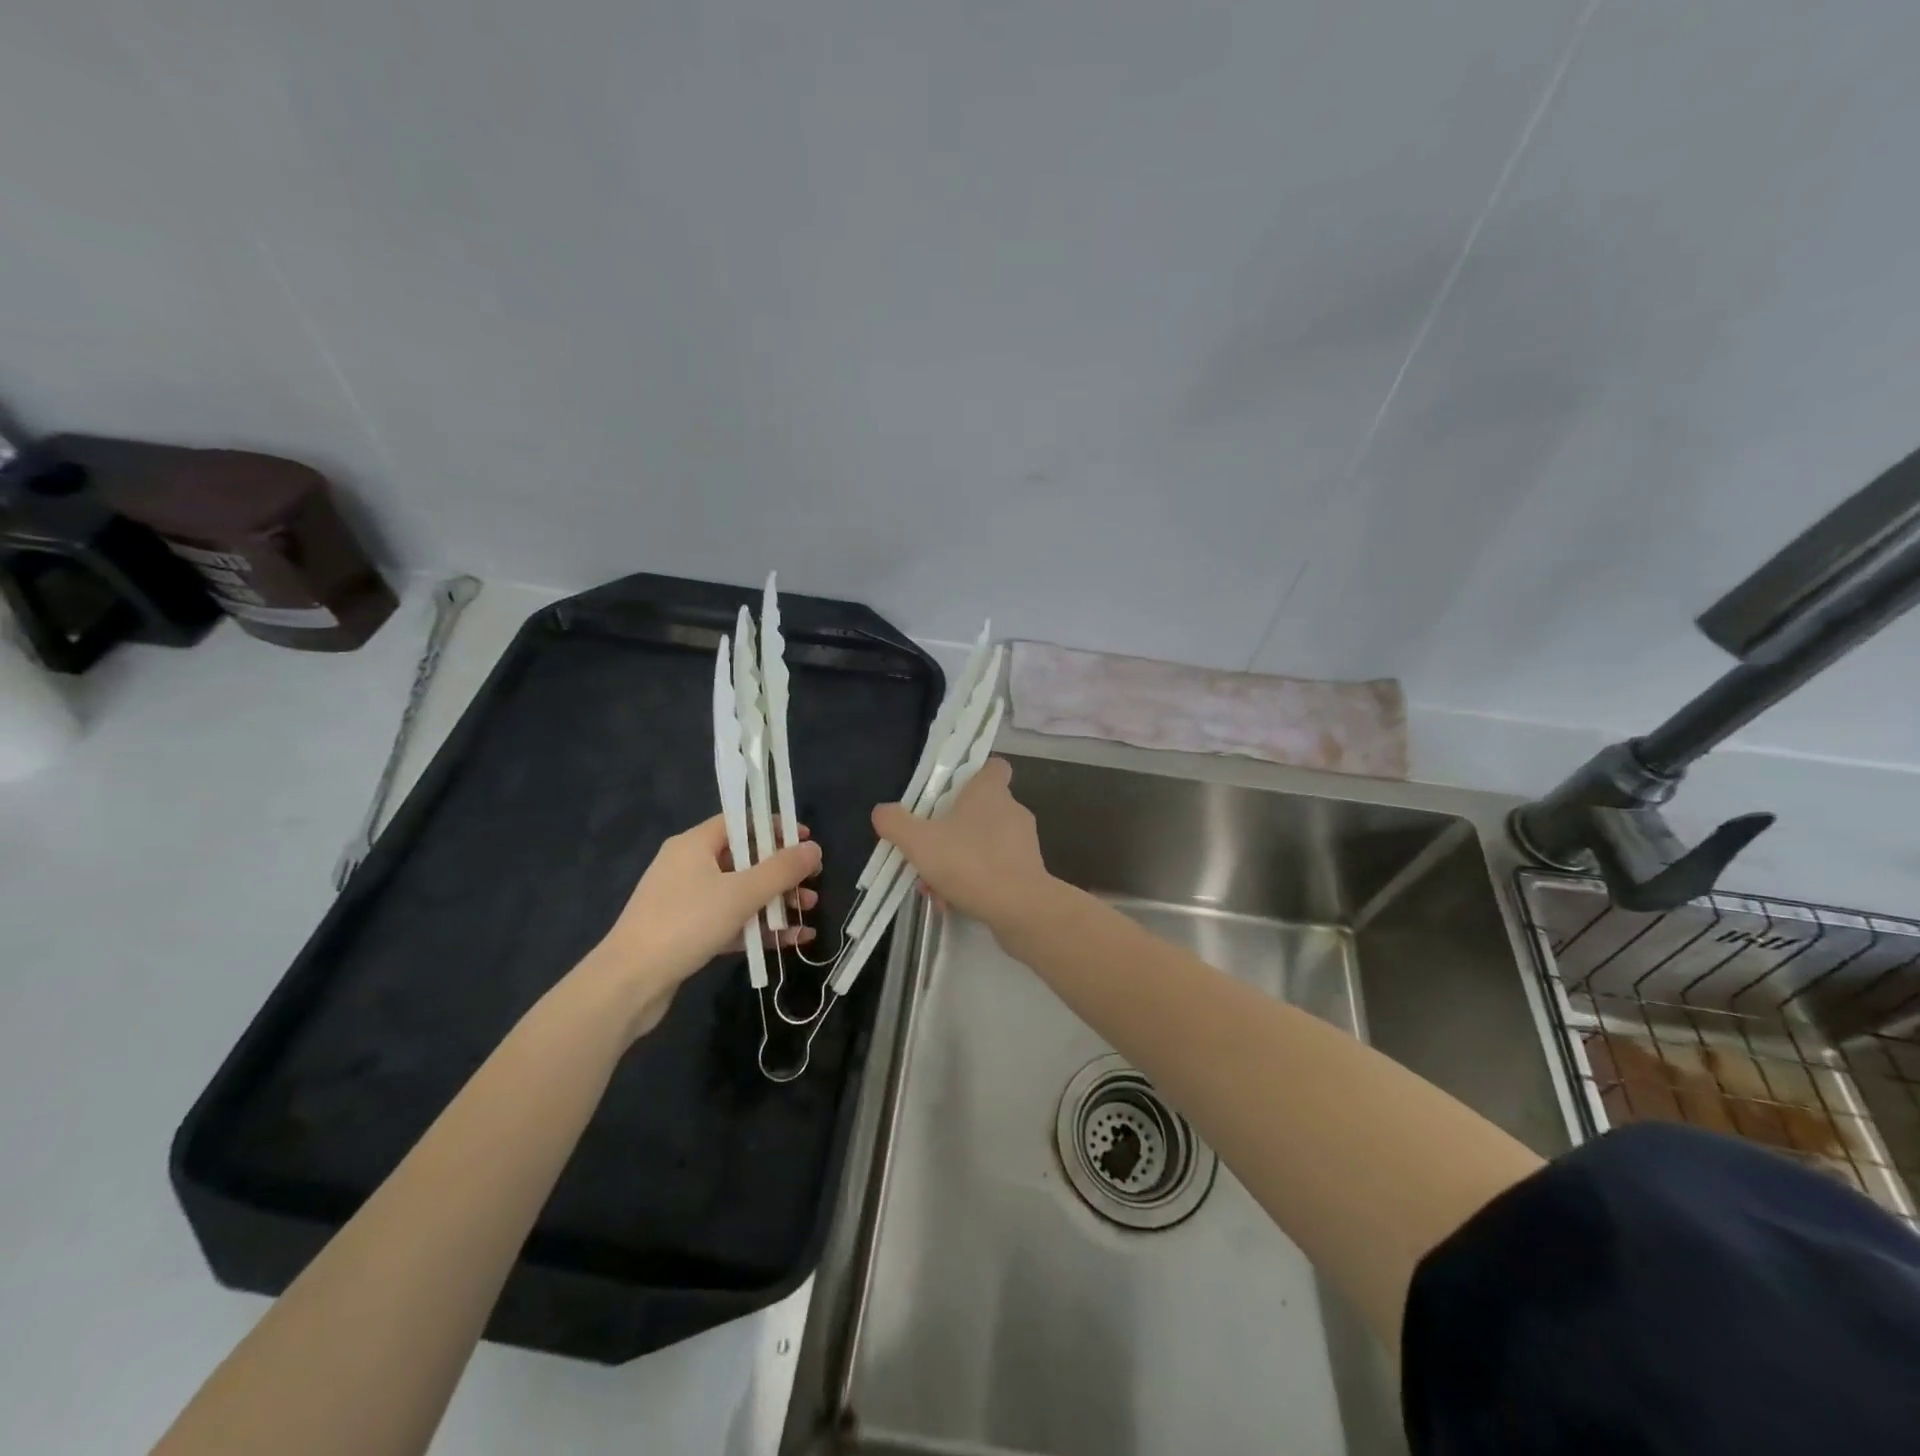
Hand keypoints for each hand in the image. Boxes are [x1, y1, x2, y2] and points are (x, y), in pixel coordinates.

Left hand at [580, 816, 821, 1038]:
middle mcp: (688, 866)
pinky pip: (731, 921)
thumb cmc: (686, 923)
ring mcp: (686, 901)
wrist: (629, 983)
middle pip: (745, 859)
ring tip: (809, 911)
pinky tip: (791, 940)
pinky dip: (759, 927)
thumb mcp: (741, 893)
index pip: (741, 822)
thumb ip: (781, 870)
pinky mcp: (688, 933)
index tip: (807, 841)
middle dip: (782, 872)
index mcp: (694, 845)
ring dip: (776, 901)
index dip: (775, 827)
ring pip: (740, 893)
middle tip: (813, 882)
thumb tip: (814, 849)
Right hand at [872, 758, 1051, 933]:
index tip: (950, 791)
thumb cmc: (969, 862)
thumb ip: (896, 823)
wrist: (1020, 909)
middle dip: (950, 830)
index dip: (973, 773)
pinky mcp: (1029, 872)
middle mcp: (1011, 810)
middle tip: (926, 850)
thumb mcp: (919, 841)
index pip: (993, 766)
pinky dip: (973, 882)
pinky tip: (952, 903)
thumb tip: (881, 811)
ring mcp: (1023, 843)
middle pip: (979, 809)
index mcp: (990, 791)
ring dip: (957, 861)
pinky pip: (994, 869)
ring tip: (933, 886)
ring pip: (983, 844)